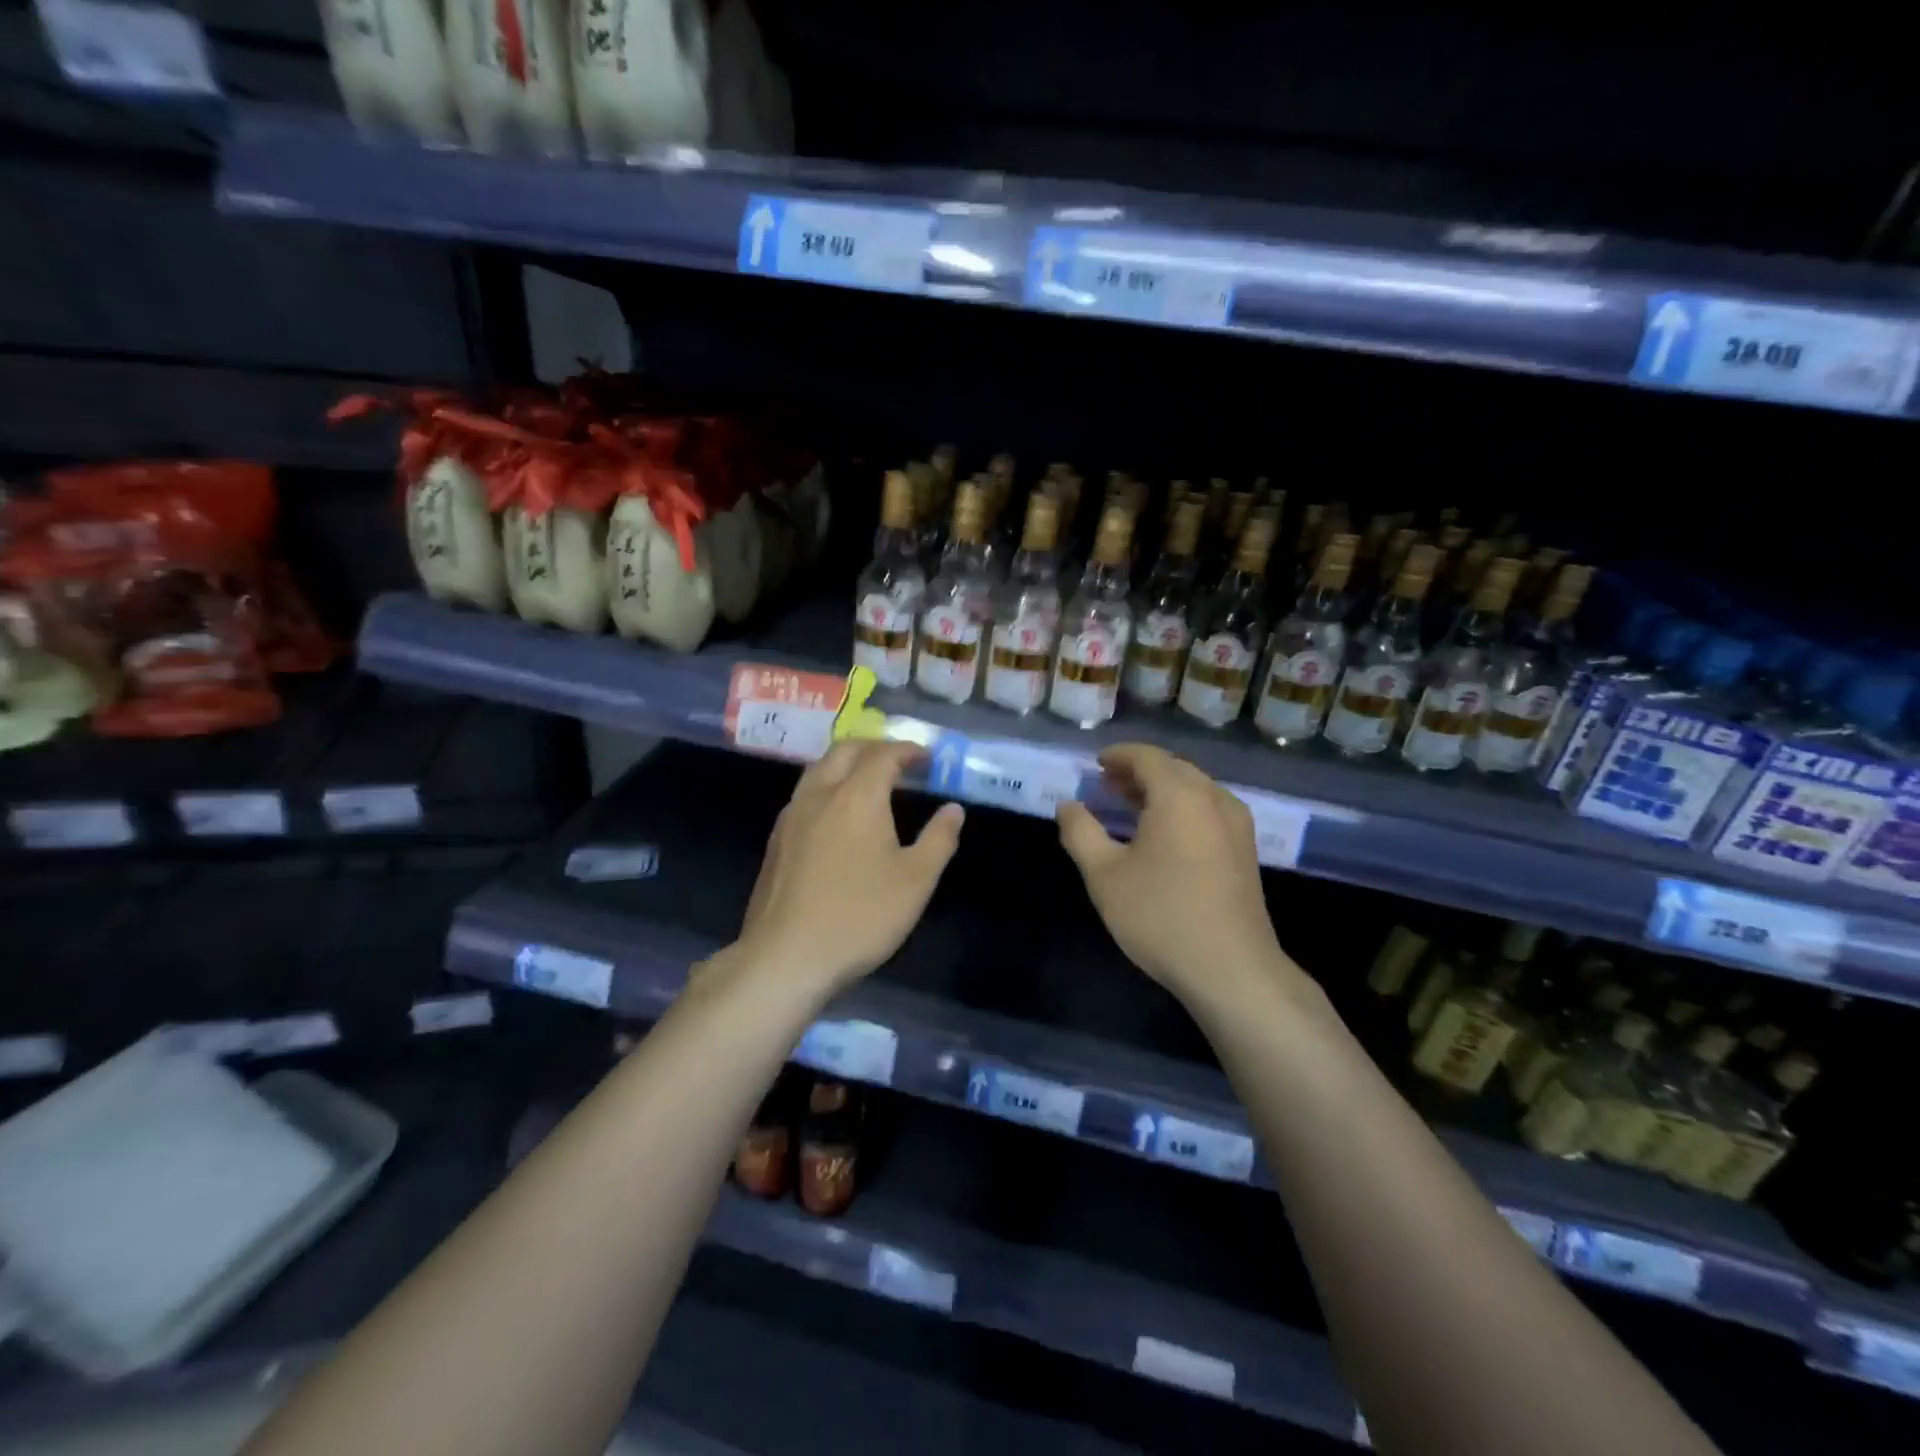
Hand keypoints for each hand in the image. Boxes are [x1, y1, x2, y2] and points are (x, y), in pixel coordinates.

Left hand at [731, 739, 964, 998]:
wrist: (786, 957)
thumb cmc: (860, 916)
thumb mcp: (915, 881)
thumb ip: (939, 839)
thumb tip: (953, 809)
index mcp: (857, 796)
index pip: (883, 754)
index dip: (908, 750)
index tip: (928, 758)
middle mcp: (819, 794)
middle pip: (845, 750)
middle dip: (874, 748)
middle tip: (899, 762)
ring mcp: (792, 816)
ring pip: (818, 769)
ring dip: (846, 764)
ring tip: (869, 783)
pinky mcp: (776, 840)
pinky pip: (805, 795)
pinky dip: (827, 787)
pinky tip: (838, 817)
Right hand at [1056, 743, 1293, 1003]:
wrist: (1231, 969)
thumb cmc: (1161, 916)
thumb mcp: (1104, 875)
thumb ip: (1080, 832)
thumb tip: (1068, 805)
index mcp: (1179, 795)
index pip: (1148, 757)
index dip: (1119, 755)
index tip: (1096, 764)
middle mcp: (1214, 799)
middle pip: (1173, 769)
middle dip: (1138, 771)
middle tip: (1107, 784)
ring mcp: (1236, 824)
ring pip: (1194, 789)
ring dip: (1161, 789)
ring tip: (1129, 805)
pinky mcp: (1245, 850)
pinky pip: (1208, 809)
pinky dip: (1181, 807)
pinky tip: (1162, 834)